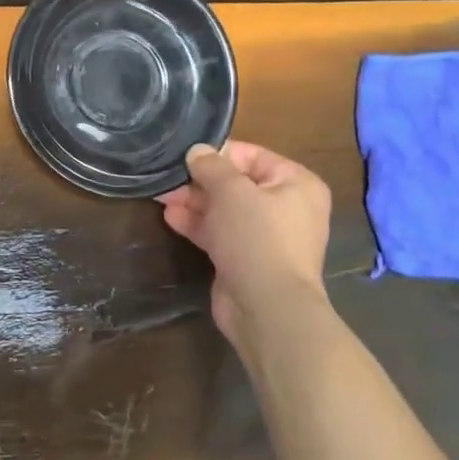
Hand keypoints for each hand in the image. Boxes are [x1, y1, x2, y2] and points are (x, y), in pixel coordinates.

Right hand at [157, 141, 333, 350]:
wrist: (267, 308)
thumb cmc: (257, 237)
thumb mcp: (231, 191)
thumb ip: (211, 166)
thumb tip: (197, 150)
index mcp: (296, 183)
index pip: (252, 155)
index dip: (218, 153)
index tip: (186, 154)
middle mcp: (286, 207)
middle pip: (237, 183)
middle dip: (201, 180)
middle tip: (168, 177)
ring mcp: (266, 236)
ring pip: (225, 210)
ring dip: (194, 202)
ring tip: (162, 195)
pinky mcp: (247, 259)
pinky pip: (221, 233)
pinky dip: (198, 224)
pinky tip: (171, 217)